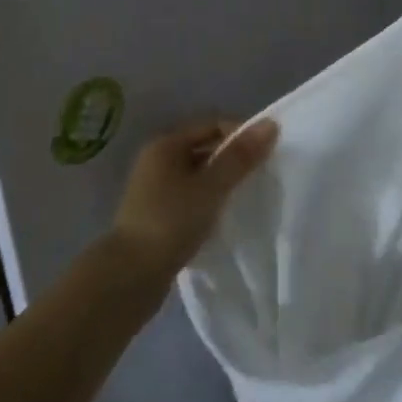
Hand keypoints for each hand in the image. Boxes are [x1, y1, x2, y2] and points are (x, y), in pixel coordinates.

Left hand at [109, 117, 278, 279]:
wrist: (130, 276)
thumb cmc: (171, 222)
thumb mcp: (210, 187)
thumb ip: (240, 157)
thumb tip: (271, 124)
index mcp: (166, 145)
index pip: (212, 125)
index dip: (241, 133)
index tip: (268, 153)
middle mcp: (157, 161)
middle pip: (205, 148)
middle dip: (234, 158)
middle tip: (263, 175)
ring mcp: (156, 190)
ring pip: (199, 176)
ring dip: (223, 182)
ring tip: (249, 196)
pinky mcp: (158, 216)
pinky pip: (192, 198)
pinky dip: (211, 201)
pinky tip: (226, 216)